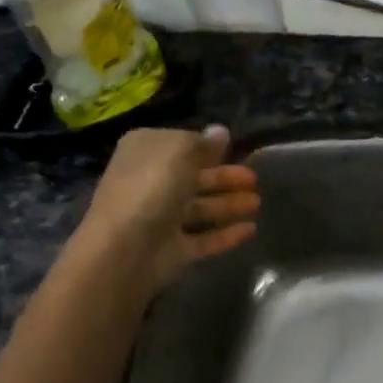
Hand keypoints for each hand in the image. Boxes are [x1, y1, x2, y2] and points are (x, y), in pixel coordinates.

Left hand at [76, 125, 258, 292]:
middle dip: (224, 177)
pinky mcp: (172, 250)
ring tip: (257, 203)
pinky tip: (250, 229)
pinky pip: (204, 239)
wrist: (125, 249)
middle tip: (254, 179)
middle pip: (193, 178)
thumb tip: (220, 132)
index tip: (234, 149)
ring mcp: (161, 219)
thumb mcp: (179, 151)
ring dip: (229, 204)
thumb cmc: (151, 187)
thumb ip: (203, 142)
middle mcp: (150, 183)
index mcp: (145, 153)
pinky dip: (226, 235)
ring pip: (201, 208)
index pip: (180, 145)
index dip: (206, 147)